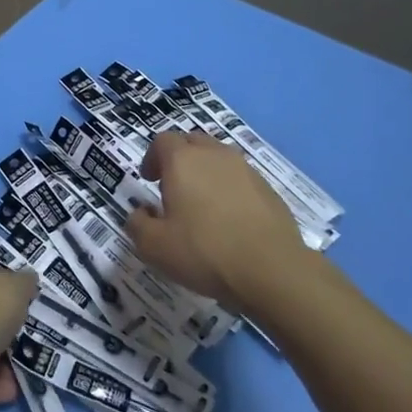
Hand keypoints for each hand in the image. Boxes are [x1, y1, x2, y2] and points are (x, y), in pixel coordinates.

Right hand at [131, 131, 311, 311]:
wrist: (273, 270)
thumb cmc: (205, 252)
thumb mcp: (155, 247)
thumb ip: (138, 225)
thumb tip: (141, 212)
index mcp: (182, 161)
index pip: (162, 141)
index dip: (152, 158)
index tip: (149, 181)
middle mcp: (214, 155)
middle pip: (192, 142)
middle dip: (179, 159)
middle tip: (173, 188)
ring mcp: (245, 169)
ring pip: (218, 157)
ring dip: (206, 172)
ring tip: (202, 203)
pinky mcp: (268, 188)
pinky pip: (240, 178)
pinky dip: (229, 188)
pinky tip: (230, 218)